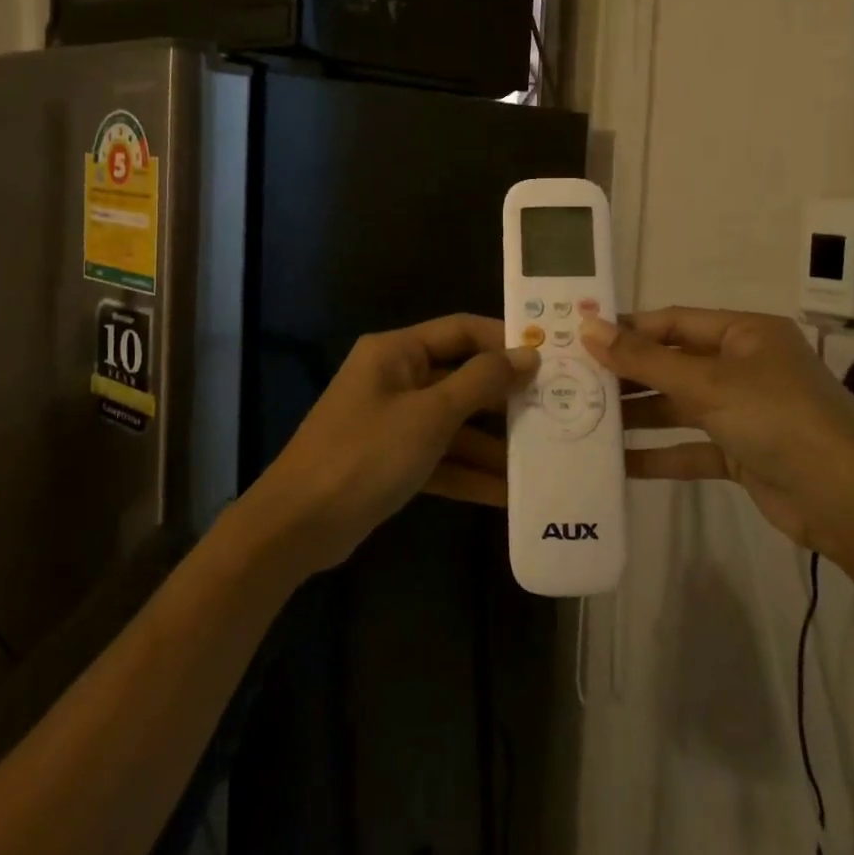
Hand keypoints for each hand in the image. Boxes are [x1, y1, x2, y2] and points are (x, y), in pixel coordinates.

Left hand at [248, 315, 538, 574]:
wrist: (298, 524)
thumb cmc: (366, 453)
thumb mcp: (430, 415)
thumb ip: (481, 382)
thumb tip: (527, 354)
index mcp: (396, 352)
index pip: (460, 330)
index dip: (503, 340)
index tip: (548, 357)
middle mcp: (395, 378)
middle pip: (460, 378)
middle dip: (504, 399)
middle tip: (555, 411)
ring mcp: (392, 421)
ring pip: (453, 423)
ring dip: (492, 444)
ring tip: (542, 458)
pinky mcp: (391, 460)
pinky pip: (439, 458)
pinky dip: (468, 473)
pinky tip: (508, 494)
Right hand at [580, 308, 853, 551]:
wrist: (848, 502)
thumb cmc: (778, 420)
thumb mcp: (708, 384)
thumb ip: (646, 360)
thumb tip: (589, 329)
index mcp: (745, 334)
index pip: (675, 321)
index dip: (628, 329)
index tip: (581, 338)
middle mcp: (745, 367)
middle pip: (674, 363)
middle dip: (628, 374)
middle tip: (574, 381)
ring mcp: (744, 412)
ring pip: (679, 406)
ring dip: (638, 415)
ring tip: (585, 419)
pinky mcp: (742, 453)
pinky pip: (691, 447)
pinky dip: (660, 454)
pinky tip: (619, 464)